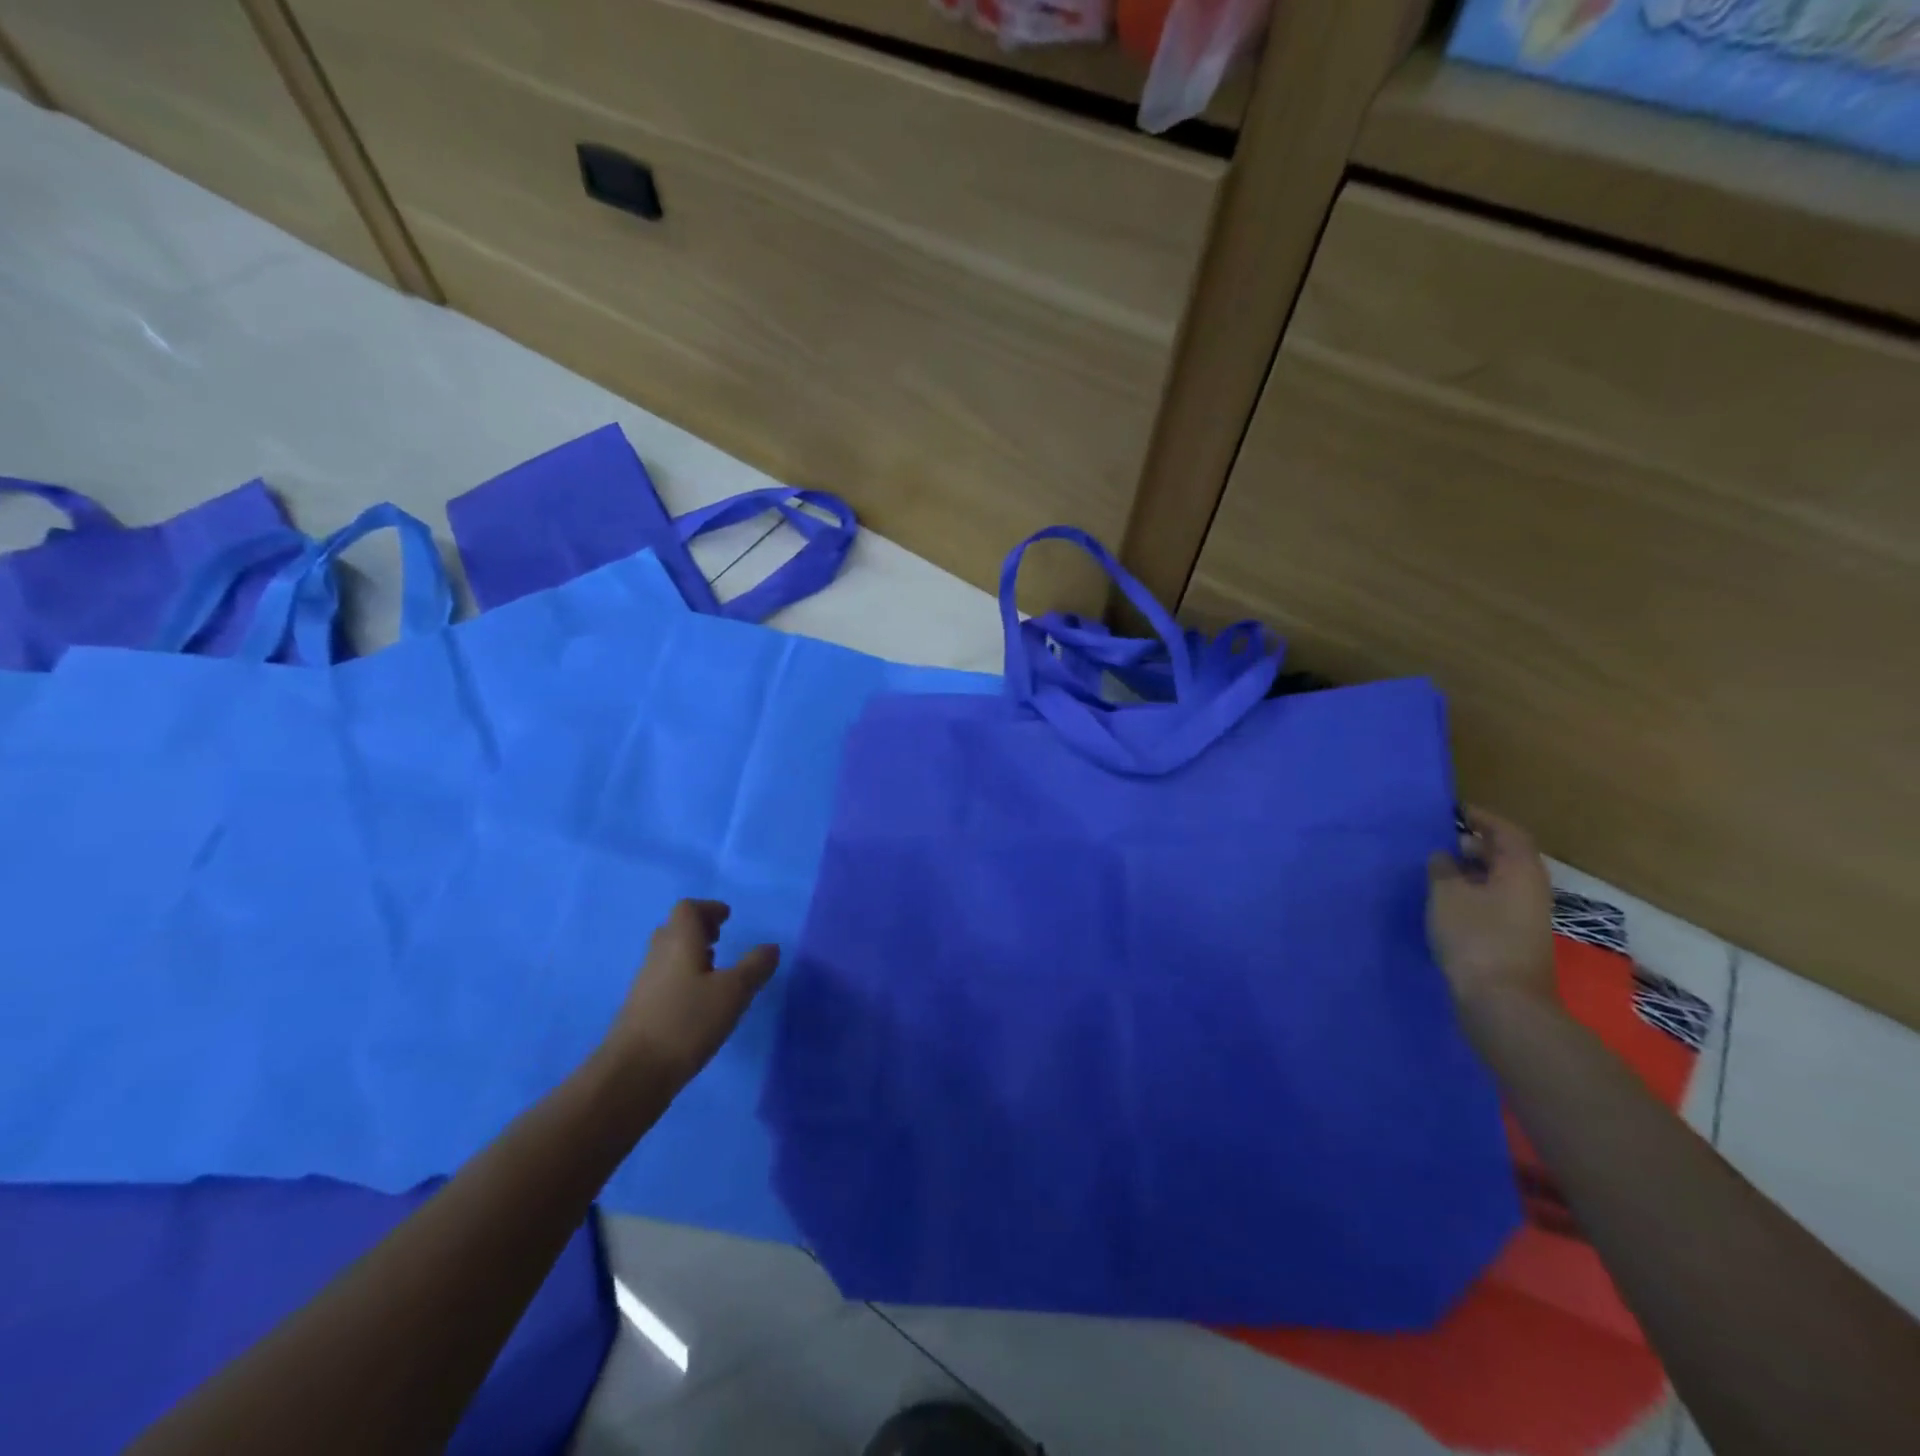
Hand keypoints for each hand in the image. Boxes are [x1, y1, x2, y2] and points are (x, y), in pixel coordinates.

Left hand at [603, 900, 778, 1085]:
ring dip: (690, 954)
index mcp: (679, 942)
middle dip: (698, 929)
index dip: (708, 908)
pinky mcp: (640, 1009)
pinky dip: (682, 977)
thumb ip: (755, 966)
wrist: (633, 1073)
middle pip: (674, 929)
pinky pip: (663, 978)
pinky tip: (698, 1001)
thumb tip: (771, 947)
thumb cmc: (687, 1022)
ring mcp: (645, 983)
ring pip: (668, 955)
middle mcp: (658, 956)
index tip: (727, 918)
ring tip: (715, 970)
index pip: (687, 909)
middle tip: (721, 939)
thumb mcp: (733, 992)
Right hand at [1427, 807, 1557, 1012]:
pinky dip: (1473, 894)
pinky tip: (1447, 903)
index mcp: (1520, 870)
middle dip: (1477, 844)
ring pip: (1500, 881)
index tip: (1454, 812)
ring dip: (1473, 871)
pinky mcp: (1515, 938)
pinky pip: (1495, 902)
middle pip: (1507, 856)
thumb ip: (1443, 868)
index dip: (1482, 818)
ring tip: (1439, 870)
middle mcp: (1531, 889)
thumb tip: (1445, 857)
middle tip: (1443, 841)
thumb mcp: (1447, 894)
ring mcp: (1526, 916)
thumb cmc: (1475, 937)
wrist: (1503, 1002)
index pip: (1506, 832)